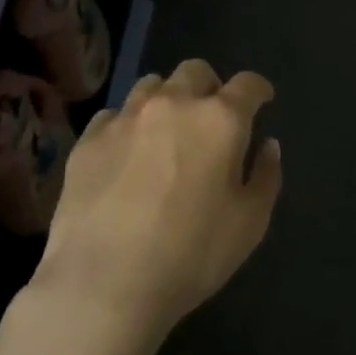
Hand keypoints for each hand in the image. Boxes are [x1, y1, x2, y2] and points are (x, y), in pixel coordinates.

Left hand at [37, 59, 282, 335]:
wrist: (104, 283)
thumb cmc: (191, 254)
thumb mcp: (250, 223)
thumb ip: (266, 176)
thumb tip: (267, 145)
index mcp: (219, 121)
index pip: (247, 84)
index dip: (259, 89)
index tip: (262, 100)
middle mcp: (172, 105)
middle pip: (195, 72)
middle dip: (210, 86)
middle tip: (213, 116)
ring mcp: (125, 119)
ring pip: (151, 85)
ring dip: (168, 99)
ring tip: (168, 129)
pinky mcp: (88, 141)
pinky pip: (114, 115)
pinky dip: (129, 124)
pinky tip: (128, 152)